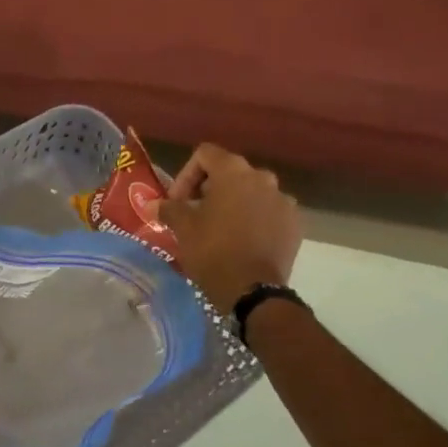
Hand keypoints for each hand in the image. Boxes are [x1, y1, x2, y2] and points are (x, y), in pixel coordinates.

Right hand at [162, 143, 303, 312]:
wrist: (253, 291)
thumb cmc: (213, 251)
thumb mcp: (183, 227)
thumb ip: (169, 208)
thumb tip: (153, 204)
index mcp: (234, 171)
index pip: (205, 155)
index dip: (186, 175)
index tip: (178, 201)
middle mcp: (263, 178)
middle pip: (230, 172)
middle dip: (210, 189)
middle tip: (195, 213)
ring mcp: (283, 201)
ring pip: (252, 192)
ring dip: (235, 203)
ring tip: (220, 228)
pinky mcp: (294, 224)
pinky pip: (269, 212)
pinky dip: (255, 219)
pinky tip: (243, 241)